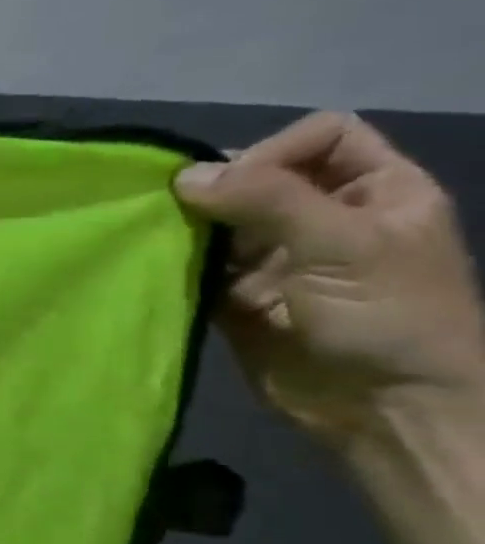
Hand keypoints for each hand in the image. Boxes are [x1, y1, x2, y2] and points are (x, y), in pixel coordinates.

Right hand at [173, 112, 484, 446]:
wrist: (381, 407)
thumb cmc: (388, 318)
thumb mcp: (343, 246)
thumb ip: (267, 200)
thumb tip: (184, 174)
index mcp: (376, 191)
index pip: (320, 136)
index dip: (276, 150)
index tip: (238, 185)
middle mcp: (323, 216)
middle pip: (259, 174)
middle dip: (217, 187)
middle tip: (179, 209)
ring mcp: (277, 257)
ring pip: (220, 219)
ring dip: (188, 225)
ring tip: (157, 234)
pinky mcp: (236, 293)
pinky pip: (197, 263)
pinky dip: (174, 260)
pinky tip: (155, 263)